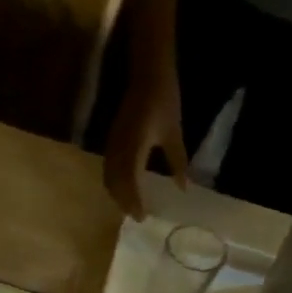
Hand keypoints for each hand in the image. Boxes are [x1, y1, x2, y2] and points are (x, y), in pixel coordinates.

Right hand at [103, 53, 187, 219]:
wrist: (148, 74)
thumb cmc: (164, 101)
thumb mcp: (174, 134)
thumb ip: (177, 163)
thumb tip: (183, 188)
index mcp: (134, 150)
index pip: (129, 183)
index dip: (134, 202)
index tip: (142, 218)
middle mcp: (118, 150)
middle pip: (114, 184)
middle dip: (123, 202)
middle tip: (135, 216)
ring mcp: (112, 145)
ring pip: (109, 177)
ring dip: (117, 194)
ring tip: (128, 206)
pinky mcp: (111, 141)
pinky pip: (108, 168)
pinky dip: (114, 182)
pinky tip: (123, 186)